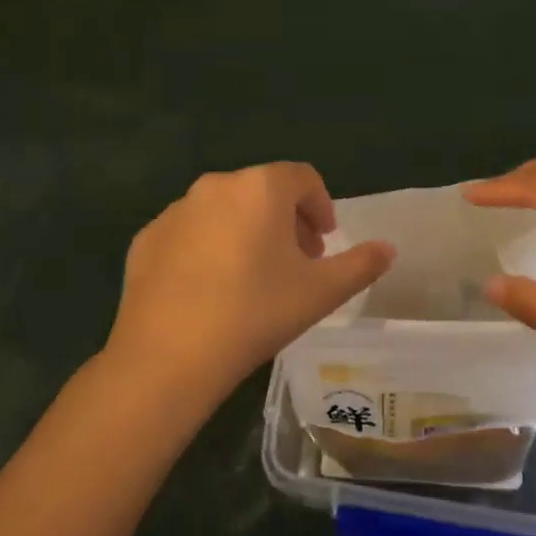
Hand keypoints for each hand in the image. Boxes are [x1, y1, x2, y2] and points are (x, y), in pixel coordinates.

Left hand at [104, 163, 394, 413]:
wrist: (167, 357)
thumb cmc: (255, 313)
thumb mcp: (321, 292)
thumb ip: (361, 264)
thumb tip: (389, 249)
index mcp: (261, 188)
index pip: (302, 178)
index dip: (320, 205)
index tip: (324, 241)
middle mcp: (216, 185)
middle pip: (263, 191)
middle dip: (286, 220)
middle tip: (297, 262)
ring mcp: (176, 210)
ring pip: (224, 209)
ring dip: (247, 231)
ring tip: (254, 277)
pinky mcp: (147, 238)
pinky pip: (190, 233)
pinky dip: (208, 247)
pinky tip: (211, 289)